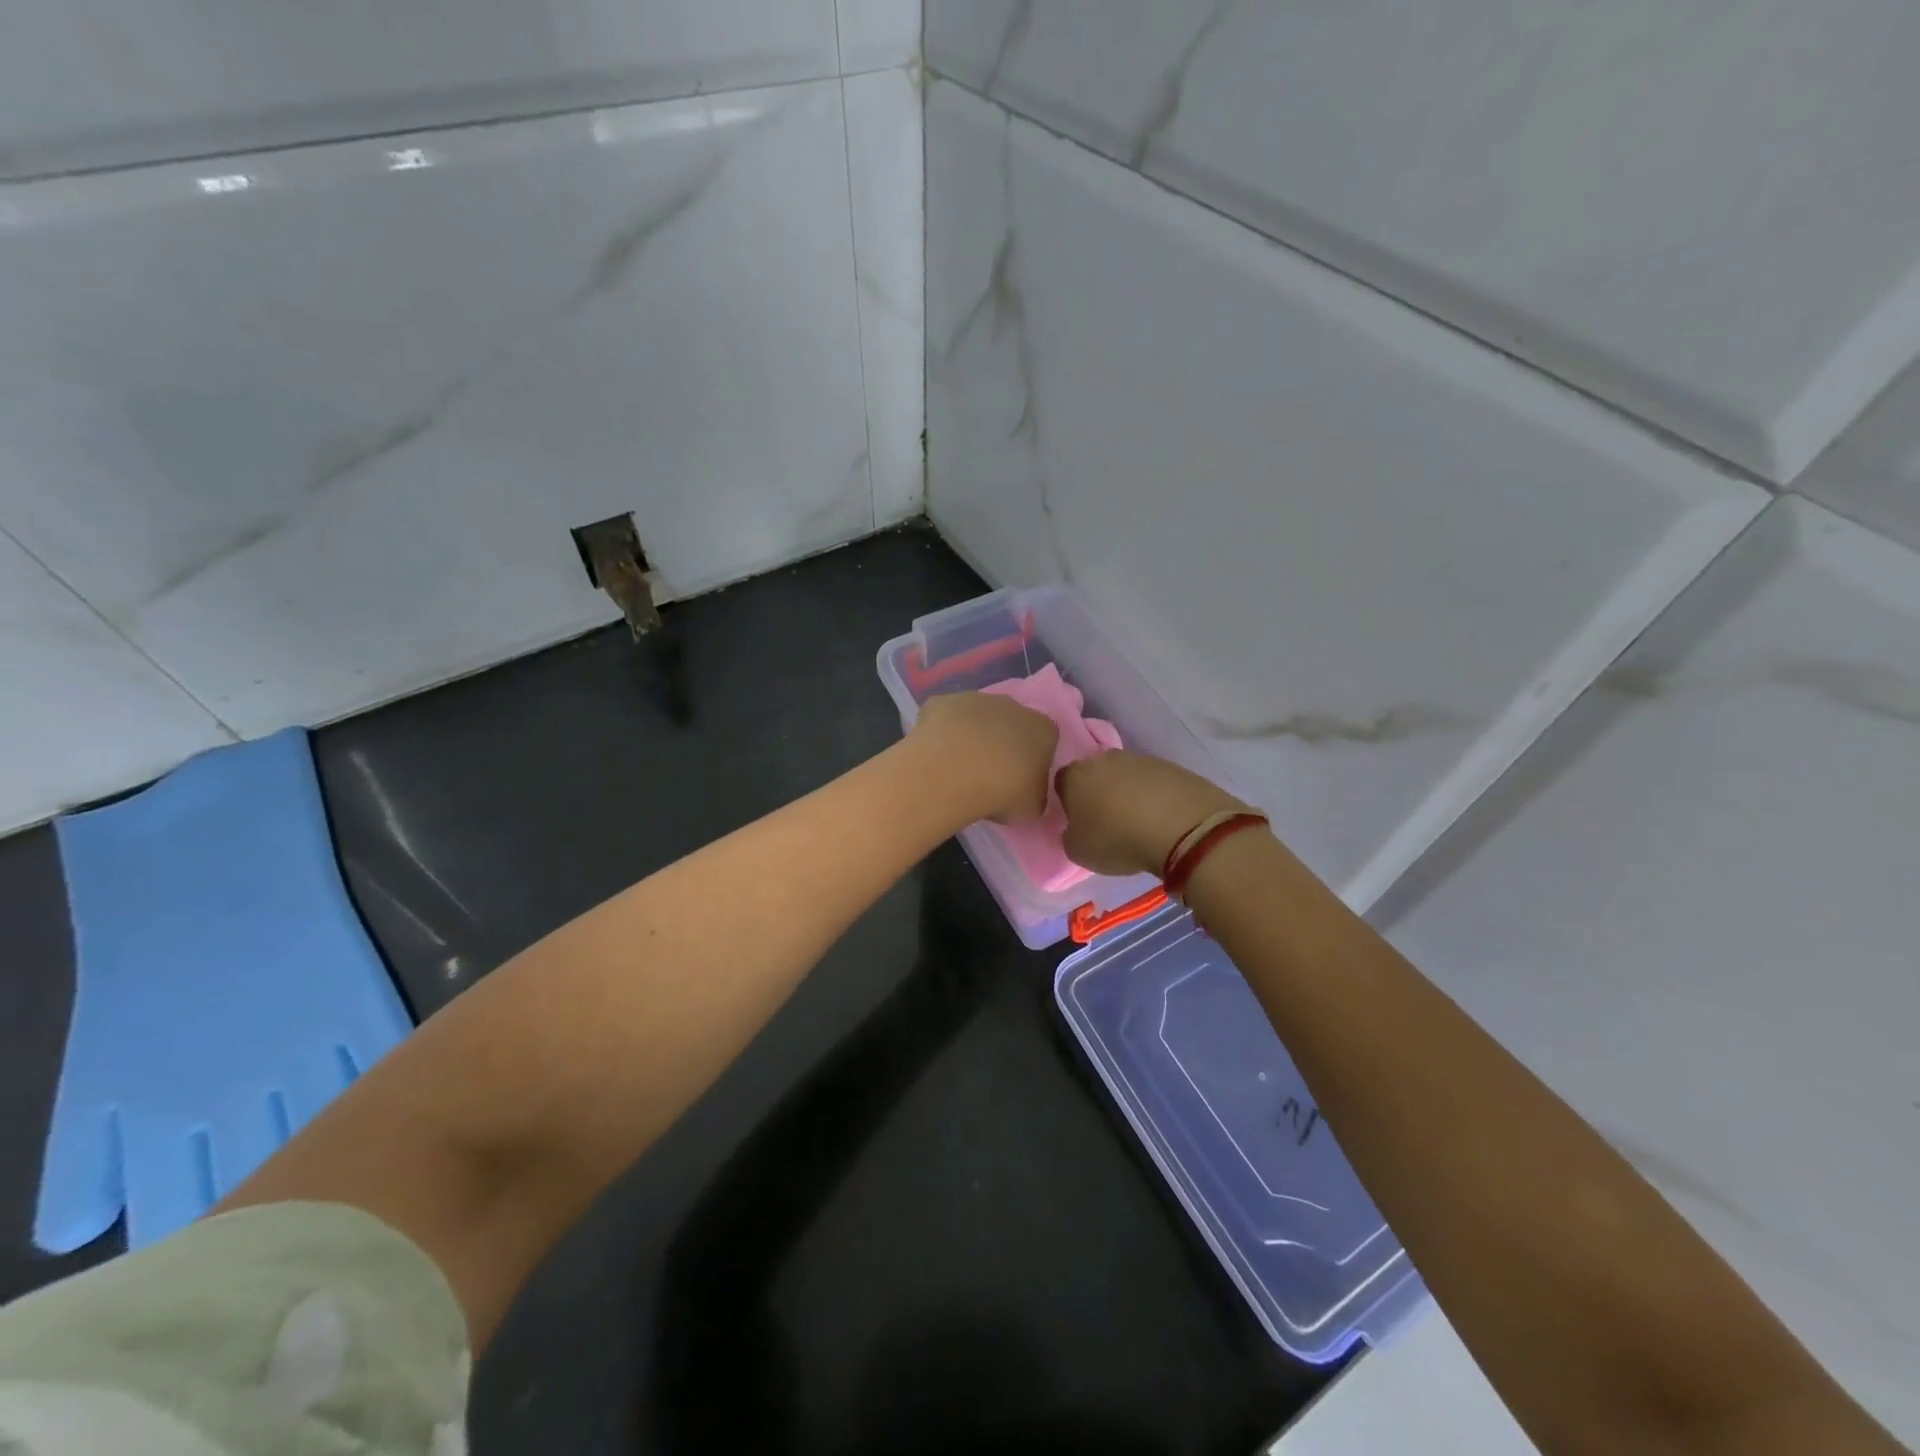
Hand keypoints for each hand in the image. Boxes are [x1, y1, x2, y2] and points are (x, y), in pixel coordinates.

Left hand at [909, 691, 1058, 824]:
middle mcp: (1013, 706)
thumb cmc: (1002, 792)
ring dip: (971, 736)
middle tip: (988, 774)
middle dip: (1002, 743)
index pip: (1045, 741)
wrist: (952, 772)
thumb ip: (1034, 796)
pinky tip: (935, 754)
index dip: (1033, 760)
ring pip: (977, 717)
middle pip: (1012, 723)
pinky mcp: (942, 701)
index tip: (1020, 781)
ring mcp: (975, 699)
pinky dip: (942, 732)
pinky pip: (945, 717)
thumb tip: (1028, 794)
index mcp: (1043, 729)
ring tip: (957, 767)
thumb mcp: (1031, 808)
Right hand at [1058, 751, 1247, 876]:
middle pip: (1094, 774)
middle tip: (1107, 821)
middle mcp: (1103, 759)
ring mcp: (1139, 759)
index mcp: (1075, 776)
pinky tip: (1162, 817)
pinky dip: (1154, 796)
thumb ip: (1070, 836)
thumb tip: (1076, 828)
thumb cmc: (1118, 839)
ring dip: (1128, 793)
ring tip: (1139, 822)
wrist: (1181, 825)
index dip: (1067, 802)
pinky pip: (1153, 781)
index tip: (1078, 821)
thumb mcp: (1079, 852)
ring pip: (1125, 775)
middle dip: (1098, 793)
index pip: (1061, 783)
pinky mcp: (1170, 765)